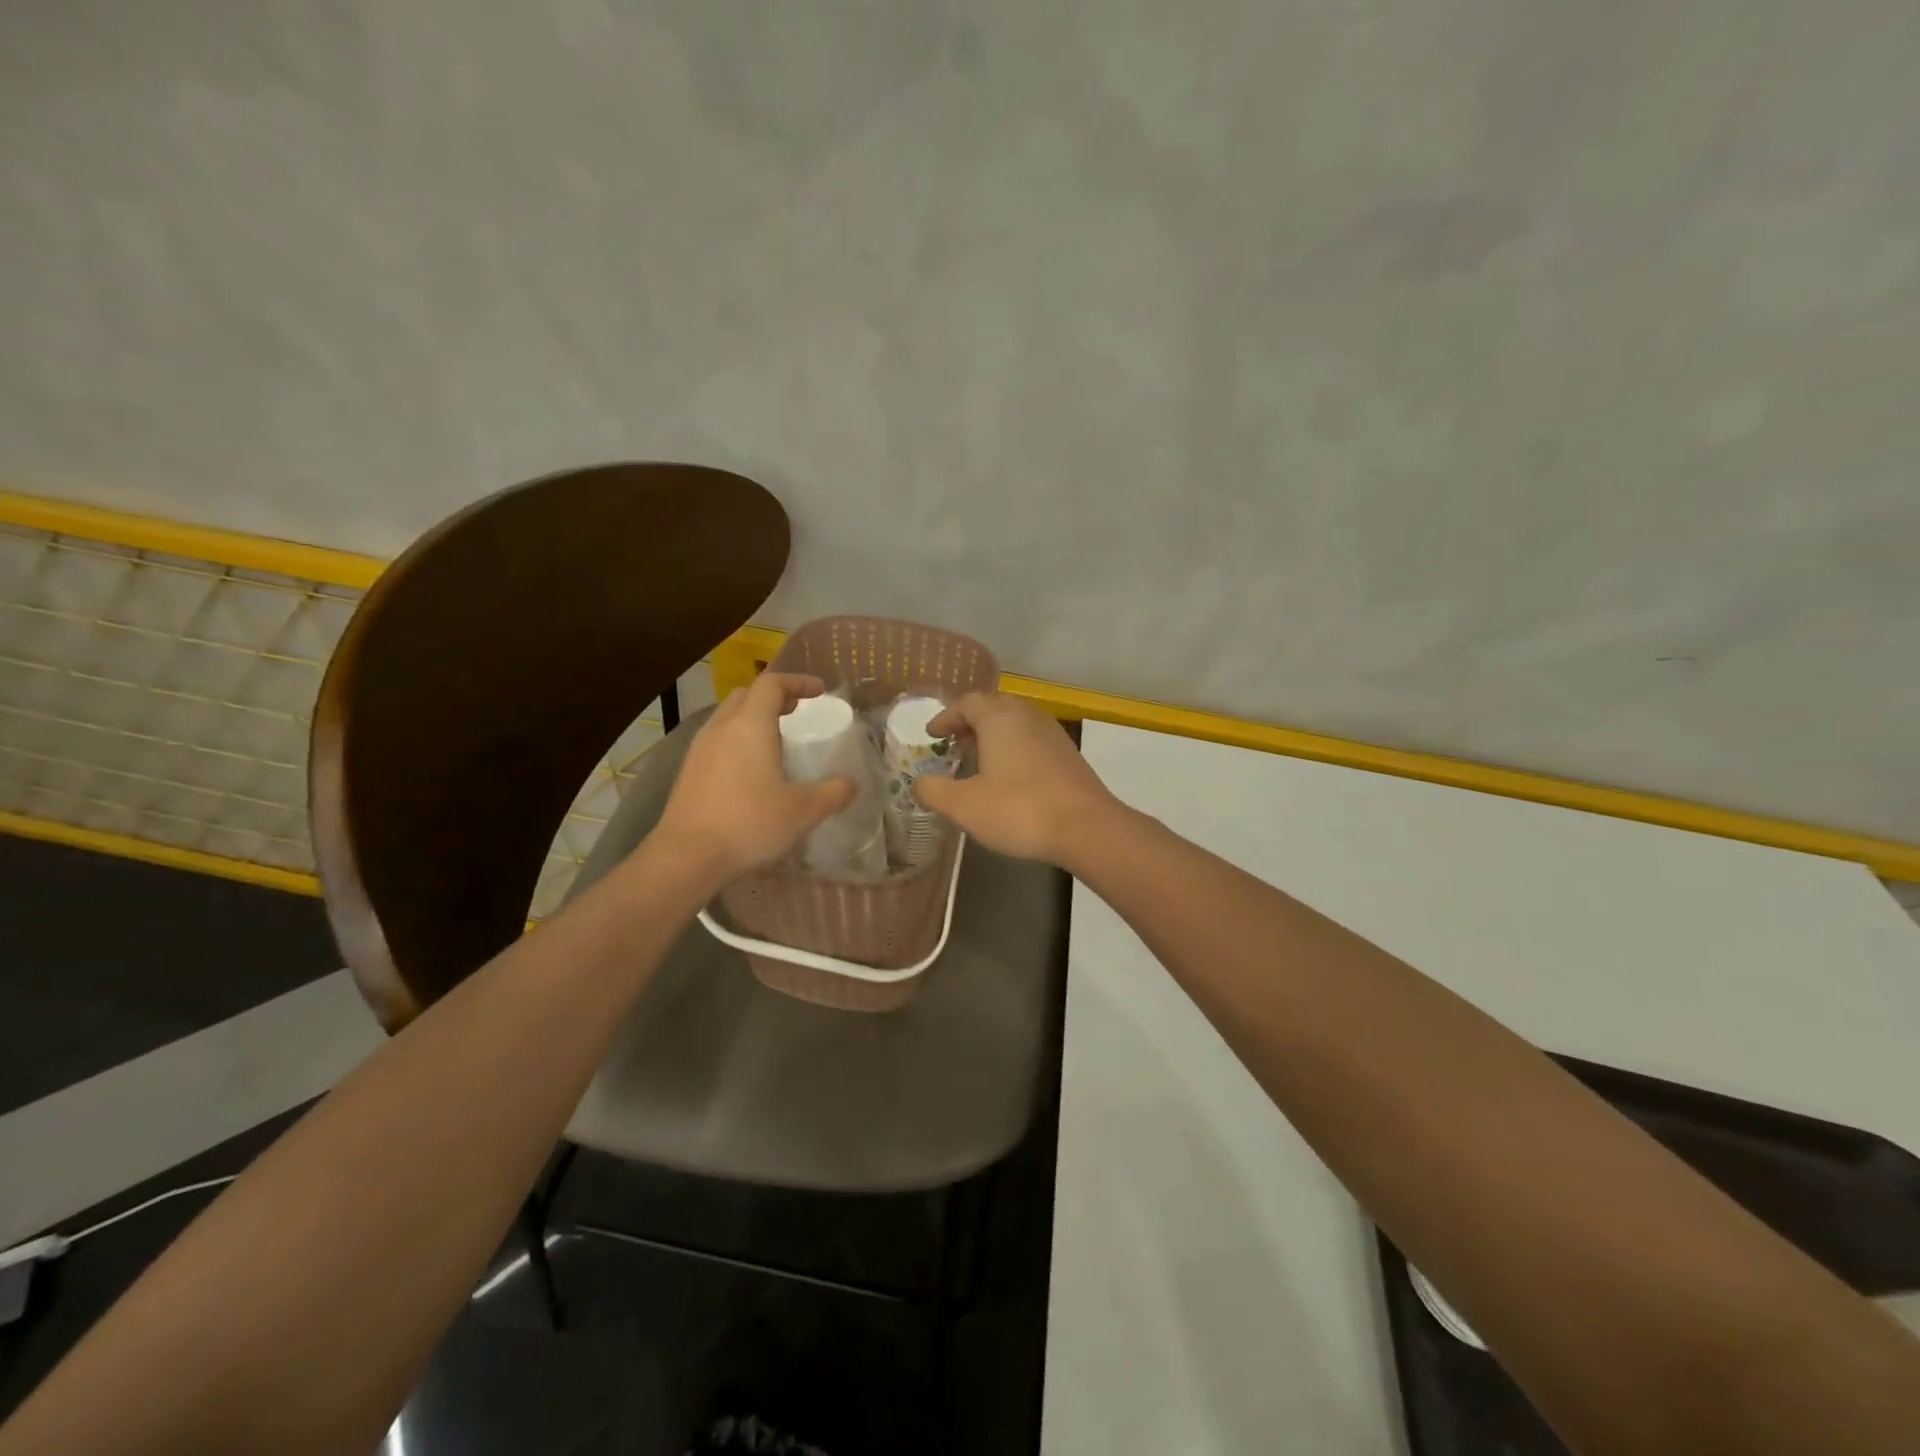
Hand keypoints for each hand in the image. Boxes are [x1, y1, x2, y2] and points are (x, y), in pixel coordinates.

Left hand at [652, 672, 855, 880]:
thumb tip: (852, 784)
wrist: (686, 857)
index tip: (819, 692)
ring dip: (753, 719)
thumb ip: (833, 793)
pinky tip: (750, 770)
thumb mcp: (803, 811)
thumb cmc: (748, 824)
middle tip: (797, 712)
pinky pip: (717, 740)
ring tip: (776, 740)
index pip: (772, 684)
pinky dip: (738, 740)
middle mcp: (721, 727)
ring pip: (728, 717)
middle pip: (747, 695)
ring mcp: (700, 749)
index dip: (798, 682)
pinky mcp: (688, 771)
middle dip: (774, 697)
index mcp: (750, 725)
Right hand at [912, 692, 1122, 866]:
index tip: (933, 735)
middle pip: (994, 707)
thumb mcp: (964, 805)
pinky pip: (1033, 740)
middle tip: (955, 746)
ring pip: (1016, 723)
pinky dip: (1015, 749)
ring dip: (994, 736)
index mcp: (1000, 718)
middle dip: (971, 724)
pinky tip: (1010, 778)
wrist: (1086, 827)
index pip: (967, 703)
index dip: (946, 717)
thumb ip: (934, 791)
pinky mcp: (1068, 754)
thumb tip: (919, 784)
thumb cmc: (1019, 809)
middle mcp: (1027, 716)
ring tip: (980, 762)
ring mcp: (1052, 733)